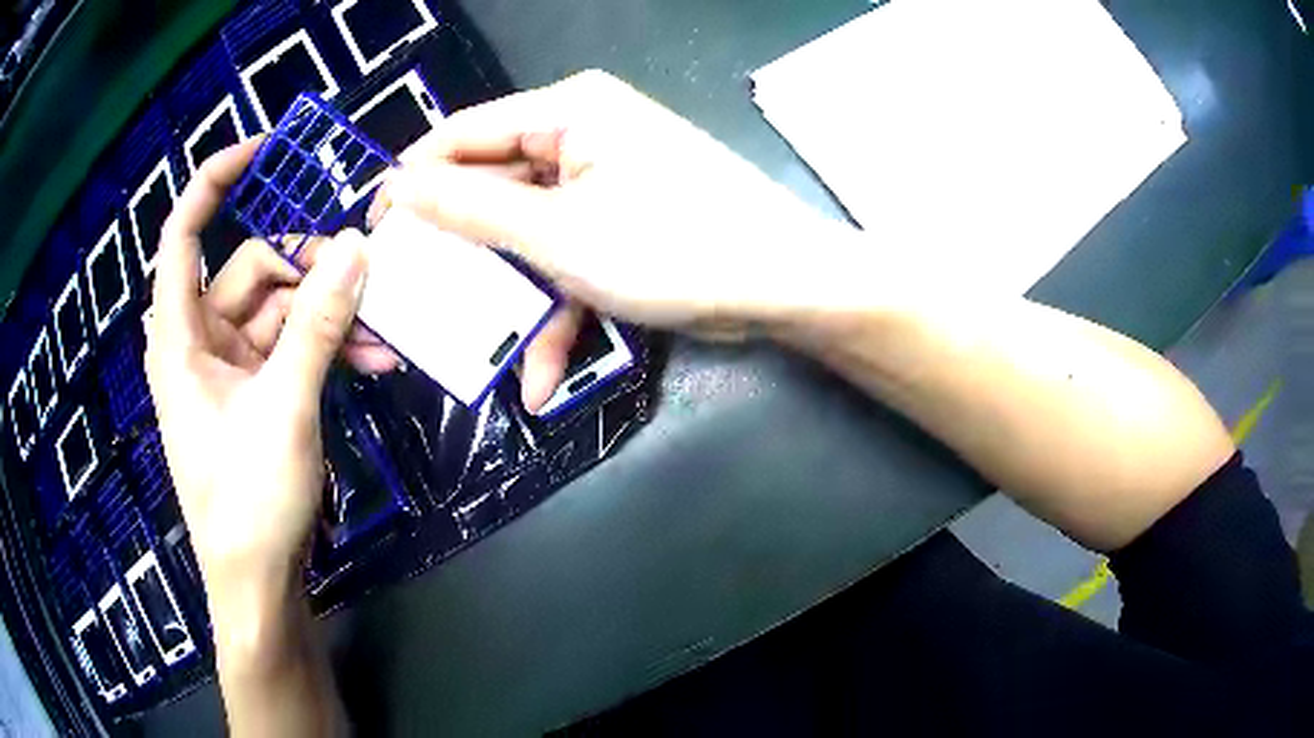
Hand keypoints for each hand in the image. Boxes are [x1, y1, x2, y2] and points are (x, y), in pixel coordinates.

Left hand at [145, 140, 380, 619]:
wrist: (258, 583)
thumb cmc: (249, 501)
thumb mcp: (284, 408)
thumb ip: (317, 324)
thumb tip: (356, 247)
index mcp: (180, 337)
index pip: (183, 233)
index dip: (216, 180)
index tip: (265, 148)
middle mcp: (200, 341)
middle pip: (253, 269)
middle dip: (309, 271)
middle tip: (365, 282)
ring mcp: (230, 369)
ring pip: (282, 310)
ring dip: (331, 315)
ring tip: (382, 335)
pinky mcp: (256, 393)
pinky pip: (293, 347)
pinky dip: (327, 347)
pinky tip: (371, 359)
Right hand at [369, 70, 859, 402]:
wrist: (786, 285)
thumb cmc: (673, 246)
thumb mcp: (556, 233)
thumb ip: (470, 210)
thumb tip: (400, 188)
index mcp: (567, 111)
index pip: (462, 135)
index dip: (413, 183)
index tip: (376, 237)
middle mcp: (582, 133)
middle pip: (494, 188)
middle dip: (463, 255)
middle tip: (419, 302)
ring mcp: (604, 180)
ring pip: (528, 235)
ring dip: (511, 299)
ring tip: (482, 353)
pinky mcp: (622, 221)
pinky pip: (569, 256)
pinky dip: (556, 310)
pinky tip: (542, 371)